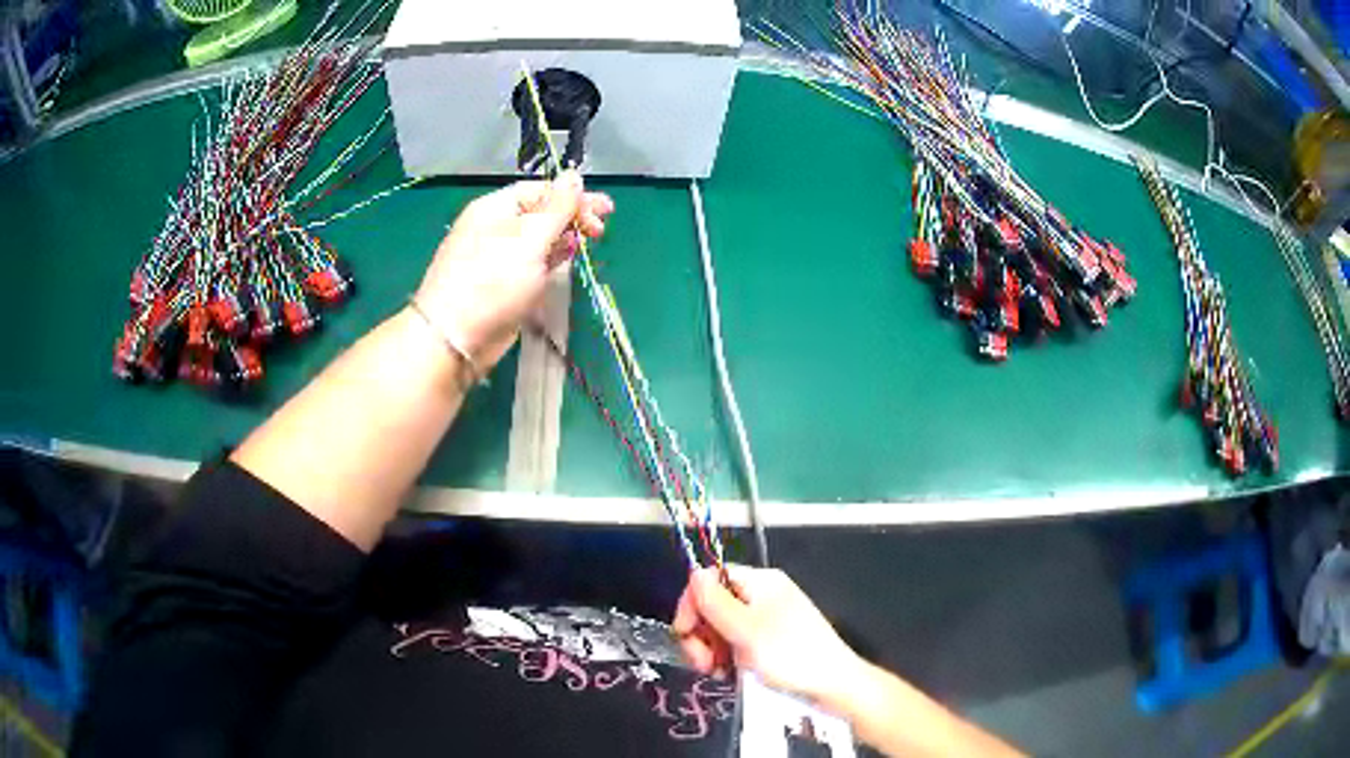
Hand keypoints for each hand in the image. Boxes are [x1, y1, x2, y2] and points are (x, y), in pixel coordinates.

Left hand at [414, 171, 613, 370]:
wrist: (454, 338)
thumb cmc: (492, 282)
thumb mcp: (529, 239)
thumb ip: (556, 207)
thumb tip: (574, 175)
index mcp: (496, 208)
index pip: (541, 190)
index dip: (574, 196)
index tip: (605, 211)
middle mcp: (495, 227)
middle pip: (540, 212)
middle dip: (572, 216)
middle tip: (601, 231)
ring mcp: (497, 257)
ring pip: (537, 238)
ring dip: (563, 237)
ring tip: (585, 243)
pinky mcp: (502, 284)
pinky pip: (532, 262)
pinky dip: (550, 259)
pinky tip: (564, 262)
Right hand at [671, 566, 865, 707]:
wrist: (833, 685)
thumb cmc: (790, 654)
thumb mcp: (747, 631)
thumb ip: (716, 603)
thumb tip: (693, 572)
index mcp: (761, 582)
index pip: (711, 578)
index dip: (691, 603)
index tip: (684, 634)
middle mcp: (762, 595)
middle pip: (713, 605)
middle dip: (701, 634)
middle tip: (704, 664)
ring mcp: (766, 620)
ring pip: (721, 627)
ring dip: (711, 650)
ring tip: (718, 672)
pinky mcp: (769, 642)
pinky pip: (736, 643)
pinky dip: (727, 658)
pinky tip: (730, 674)